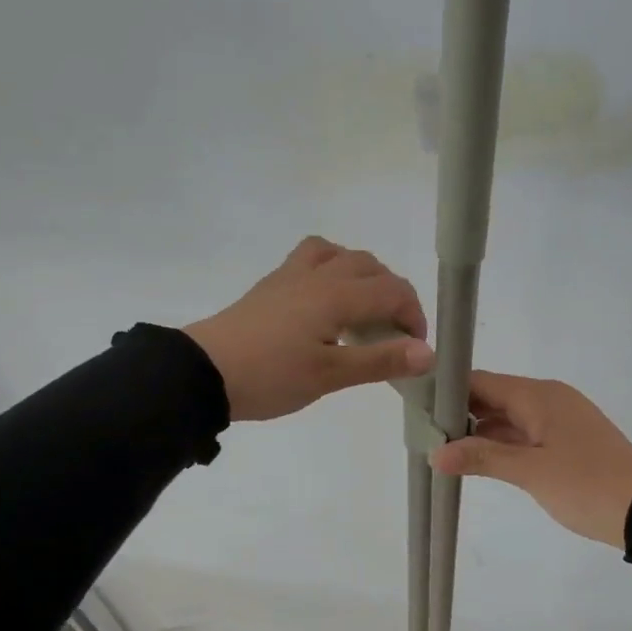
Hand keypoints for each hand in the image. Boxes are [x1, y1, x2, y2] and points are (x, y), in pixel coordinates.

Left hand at [184, 237, 432, 420]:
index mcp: (337, 295)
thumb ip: (380, 361)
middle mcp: (318, 275)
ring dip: (363, 275)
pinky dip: (332, 269)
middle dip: (393, 295)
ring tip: (363, 310)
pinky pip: (311, 258)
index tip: (414, 350)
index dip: (414, 316)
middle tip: (393, 334)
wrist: (203, 373)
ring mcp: (291, 276)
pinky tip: (326, 301)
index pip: (393, 291)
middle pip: (371, 267)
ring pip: (340, 254)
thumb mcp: (330, 375)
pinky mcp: (272, 285)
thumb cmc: (271, 376)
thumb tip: (428, 353)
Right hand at [428, 371, 631, 546]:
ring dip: (478, 432)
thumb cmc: (586, 485)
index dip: (448, 390)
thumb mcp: (531, 472)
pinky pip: (523, 434)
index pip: (481, 381)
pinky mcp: (565, 441)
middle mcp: (548, 399)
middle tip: (421, 433)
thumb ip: (483, 457)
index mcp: (539, 396)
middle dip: (458, 414)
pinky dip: (500, 444)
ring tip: (438, 448)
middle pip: (492, 397)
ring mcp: (558, 420)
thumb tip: (436, 452)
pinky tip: (475, 460)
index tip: (416, 406)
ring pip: (507, 418)